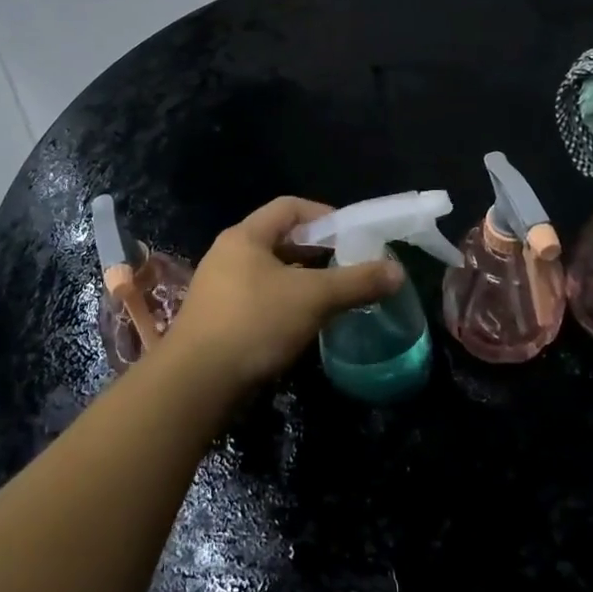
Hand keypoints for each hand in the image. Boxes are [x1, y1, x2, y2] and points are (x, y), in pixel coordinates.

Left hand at [163, 198, 402, 391]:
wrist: (195, 384)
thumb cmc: (254, 324)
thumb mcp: (313, 298)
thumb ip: (356, 282)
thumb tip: (397, 271)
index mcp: (245, 236)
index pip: (289, 207)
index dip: (324, 214)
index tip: (352, 234)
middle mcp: (228, 254)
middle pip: (280, 239)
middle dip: (317, 250)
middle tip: (349, 265)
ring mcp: (219, 288)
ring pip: (270, 272)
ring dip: (302, 279)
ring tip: (333, 295)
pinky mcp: (217, 320)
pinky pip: (259, 299)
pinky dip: (285, 303)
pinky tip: (304, 324)